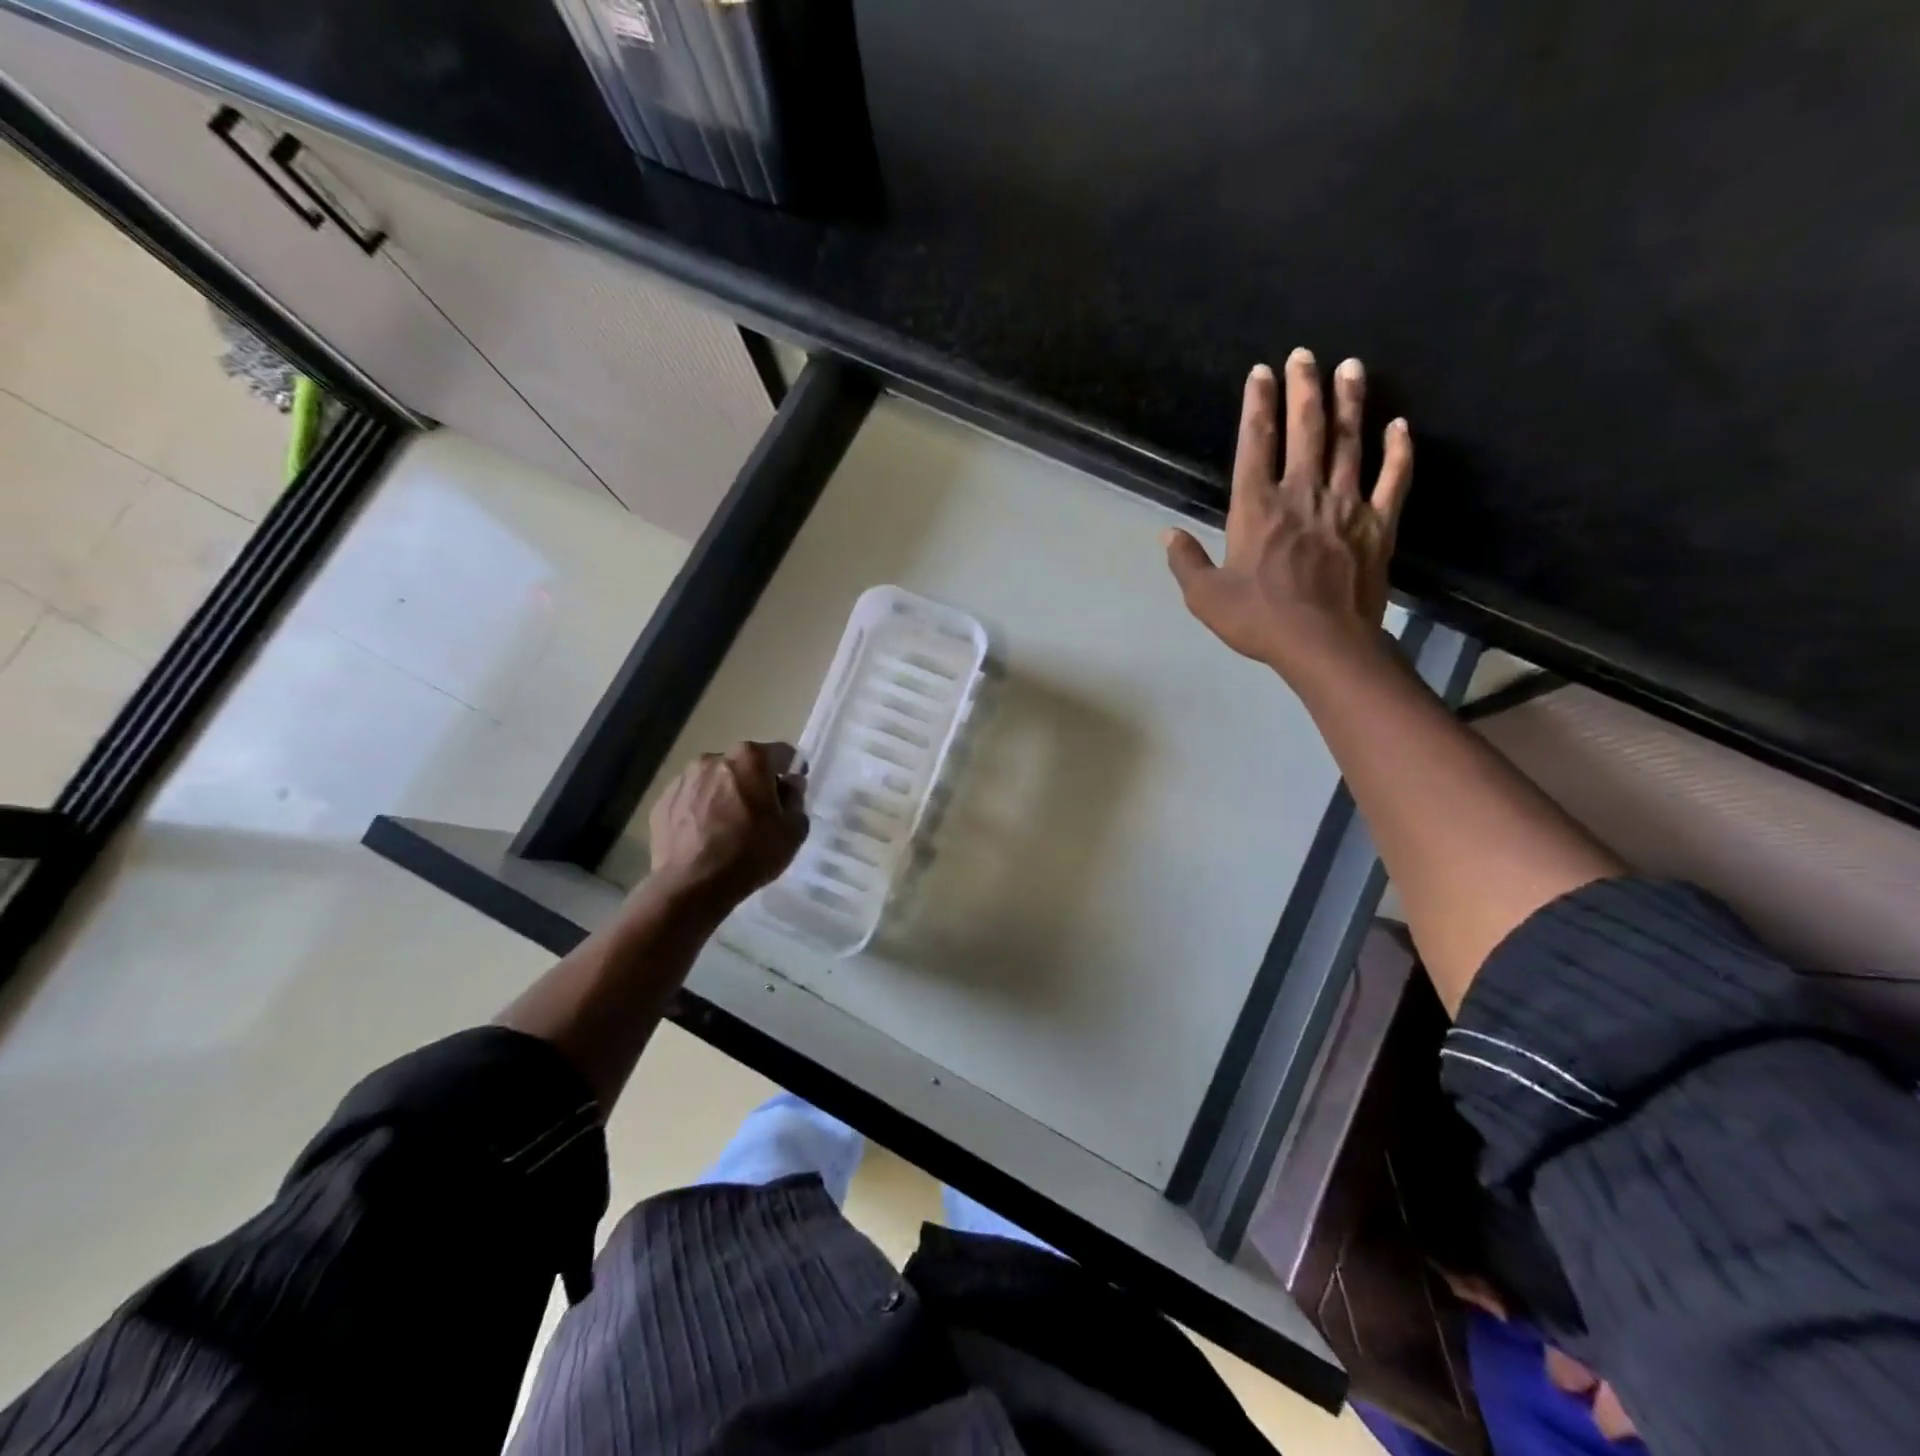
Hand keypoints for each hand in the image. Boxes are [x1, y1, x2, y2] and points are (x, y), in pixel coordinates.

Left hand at [647, 741, 808, 908]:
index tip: (792, 793)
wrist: (692, 885)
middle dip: (755, 783)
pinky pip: (692, 800)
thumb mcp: (793, 830)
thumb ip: (796, 799)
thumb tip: (788, 785)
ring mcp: (683, 779)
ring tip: (729, 827)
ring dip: (726, 795)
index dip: (792, 771)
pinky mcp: (662, 802)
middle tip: (761, 814)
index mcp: (750, 758)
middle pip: (745, 765)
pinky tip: (706, 837)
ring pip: (715, 781)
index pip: (782, 753)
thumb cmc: (751, 853)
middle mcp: (714, 758)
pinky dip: (701, 811)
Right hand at [1164, 348, 1411, 682]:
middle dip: (1303, 388)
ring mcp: (1345, 506)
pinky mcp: (1378, 525)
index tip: (1260, 373)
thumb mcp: (1205, 596)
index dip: (1257, 405)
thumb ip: (1186, 561)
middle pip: (1305, 430)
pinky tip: (1399, 426)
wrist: (1322, 643)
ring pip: (1349, 443)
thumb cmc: (1258, 619)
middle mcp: (1301, 494)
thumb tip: (1168, 534)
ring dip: (1349, 403)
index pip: (1255, 444)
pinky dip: (1398, 451)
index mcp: (1256, 508)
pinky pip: (1393, 479)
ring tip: (1350, 368)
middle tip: (1305, 354)